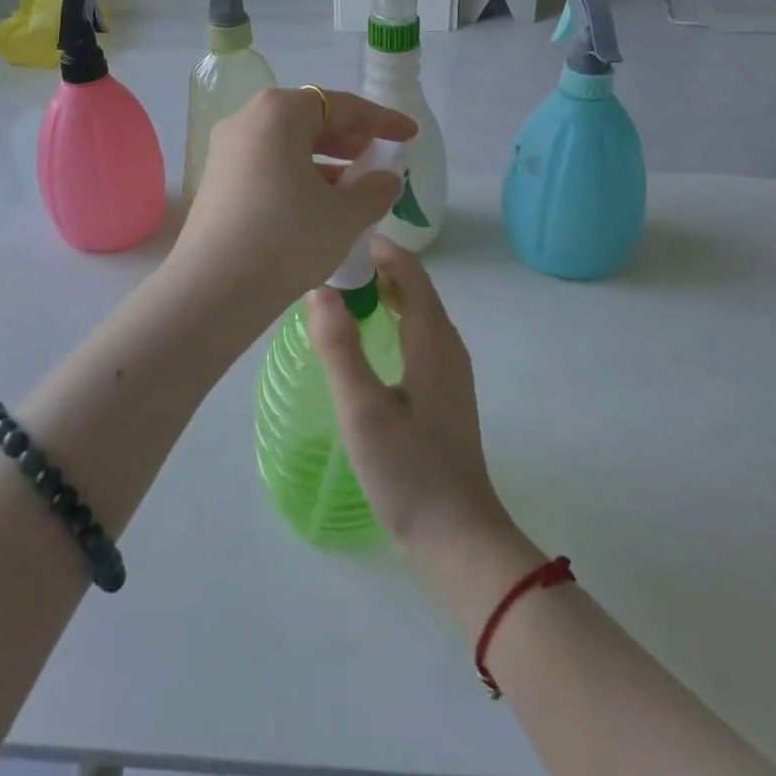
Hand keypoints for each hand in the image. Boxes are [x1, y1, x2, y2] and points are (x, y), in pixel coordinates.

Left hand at [168, 87, 416, 330]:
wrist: (214, 289)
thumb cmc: (287, 238)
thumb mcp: (344, 215)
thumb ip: (373, 190)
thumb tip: (385, 180)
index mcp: (278, 112)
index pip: (341, 106)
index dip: (381, 120)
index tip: (409, 134)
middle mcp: (246, 120)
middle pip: (309, 120)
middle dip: (349, 138)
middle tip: (380, 158)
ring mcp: (226, 151)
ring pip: (287, 145)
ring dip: (325, 161)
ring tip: (357, 186)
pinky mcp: (217, 182)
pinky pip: (269, 166)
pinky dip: (299, 176)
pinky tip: (321, 205)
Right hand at [307, 239, 512, 556]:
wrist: (457, 539)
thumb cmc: (409, 470)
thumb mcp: (363, 409)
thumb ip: (339, 347)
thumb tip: (319, 289)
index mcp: (433, 340)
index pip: (411, 273)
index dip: (381, 249)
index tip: (341, 236)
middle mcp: (447, 347)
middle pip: (416, 289)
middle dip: (379, 268)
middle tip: (332, 261)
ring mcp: (448, 374)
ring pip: (418, 314)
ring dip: (385, 294)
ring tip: (343, 292)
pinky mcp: (442, 396)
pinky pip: (417, 338)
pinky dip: (392, 321)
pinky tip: (367, 340)